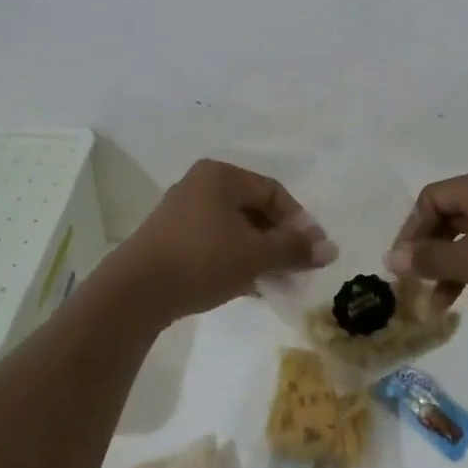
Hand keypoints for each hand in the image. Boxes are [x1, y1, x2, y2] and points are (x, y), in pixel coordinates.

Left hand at [105, 159, 336, 326]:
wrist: (136, 291)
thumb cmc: (202, 260)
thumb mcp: (255, 255)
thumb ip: (294, 249)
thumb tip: (331, 248)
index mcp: (221, 176)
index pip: (273, 192)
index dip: (299, 221)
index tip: (314, 252)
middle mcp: (201, 184)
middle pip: (254, 208)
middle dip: (279, 240)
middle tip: (297, 269)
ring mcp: (183, 210)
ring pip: (235, 228)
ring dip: (259, 252)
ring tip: (276, 282)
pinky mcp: (172, 237)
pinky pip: (215, 241)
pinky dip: (236, 258)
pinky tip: (248, 285)